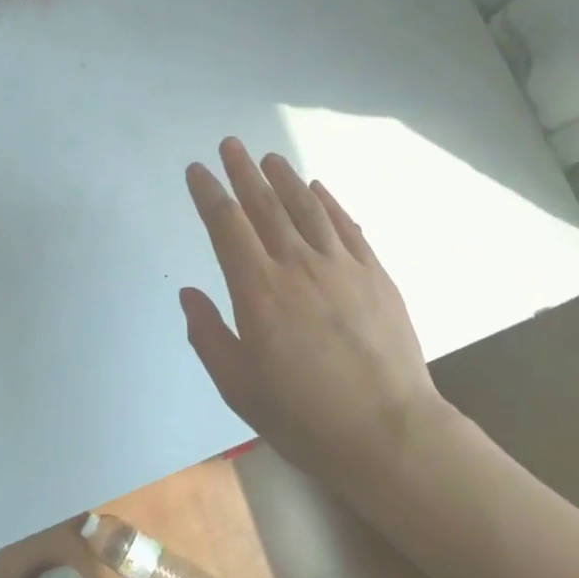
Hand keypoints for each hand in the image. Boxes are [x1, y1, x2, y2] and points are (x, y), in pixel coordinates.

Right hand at [181, 138, 446, 486]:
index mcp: (259, 291)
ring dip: (285, 178)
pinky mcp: (374, 274)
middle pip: (265, 205)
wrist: (389, 433)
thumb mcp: (240, 389)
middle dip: (244, 172)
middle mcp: (297, 265)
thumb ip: (209, 336)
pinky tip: (318, 189)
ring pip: (306, 208)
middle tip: (231, 144)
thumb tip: (189, 294)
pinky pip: (346, 226)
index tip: (197, 170)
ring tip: (269, 158)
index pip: (226, 226)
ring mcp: (341, 266)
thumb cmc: (305, 418)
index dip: (208, 194)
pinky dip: (328, 203)